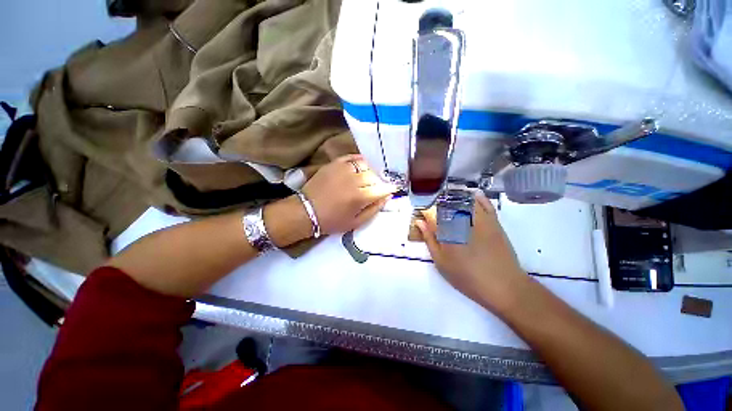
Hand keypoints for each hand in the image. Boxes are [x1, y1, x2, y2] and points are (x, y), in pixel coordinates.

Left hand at [302, 154, 397, 234]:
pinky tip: (360, 166)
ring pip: (365, 166)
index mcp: (360, 197)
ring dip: (369, 172)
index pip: (382, 189)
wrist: (306, 211)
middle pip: (374, 177)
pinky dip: (359, 161)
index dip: (389, 189)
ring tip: (367, 179)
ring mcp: (343, 170)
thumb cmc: (332, 221)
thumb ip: (373, 209)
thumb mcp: (356, 223)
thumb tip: (386, 197)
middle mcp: (354, 180)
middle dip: (378, 183)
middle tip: (375, 188)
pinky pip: (352, 158)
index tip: (392, 189)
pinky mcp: (334, 164)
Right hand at [416, 193, 529, 312]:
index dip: (424, 213)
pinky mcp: (493, 222)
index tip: (422, 217)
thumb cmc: (467, 277)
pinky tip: (473, 195)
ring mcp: (479, 219)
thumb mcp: (441, 262)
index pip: (431, 214)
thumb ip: (429, 240)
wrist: (503, 285)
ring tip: (449, 202)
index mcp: (447, 231)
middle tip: (434, 212)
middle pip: (446, 204)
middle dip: (437, 206)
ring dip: (455, 199)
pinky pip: (485, 204)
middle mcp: (462, 220)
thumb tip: (420, 223)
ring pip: (464, 201)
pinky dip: (478, 198)